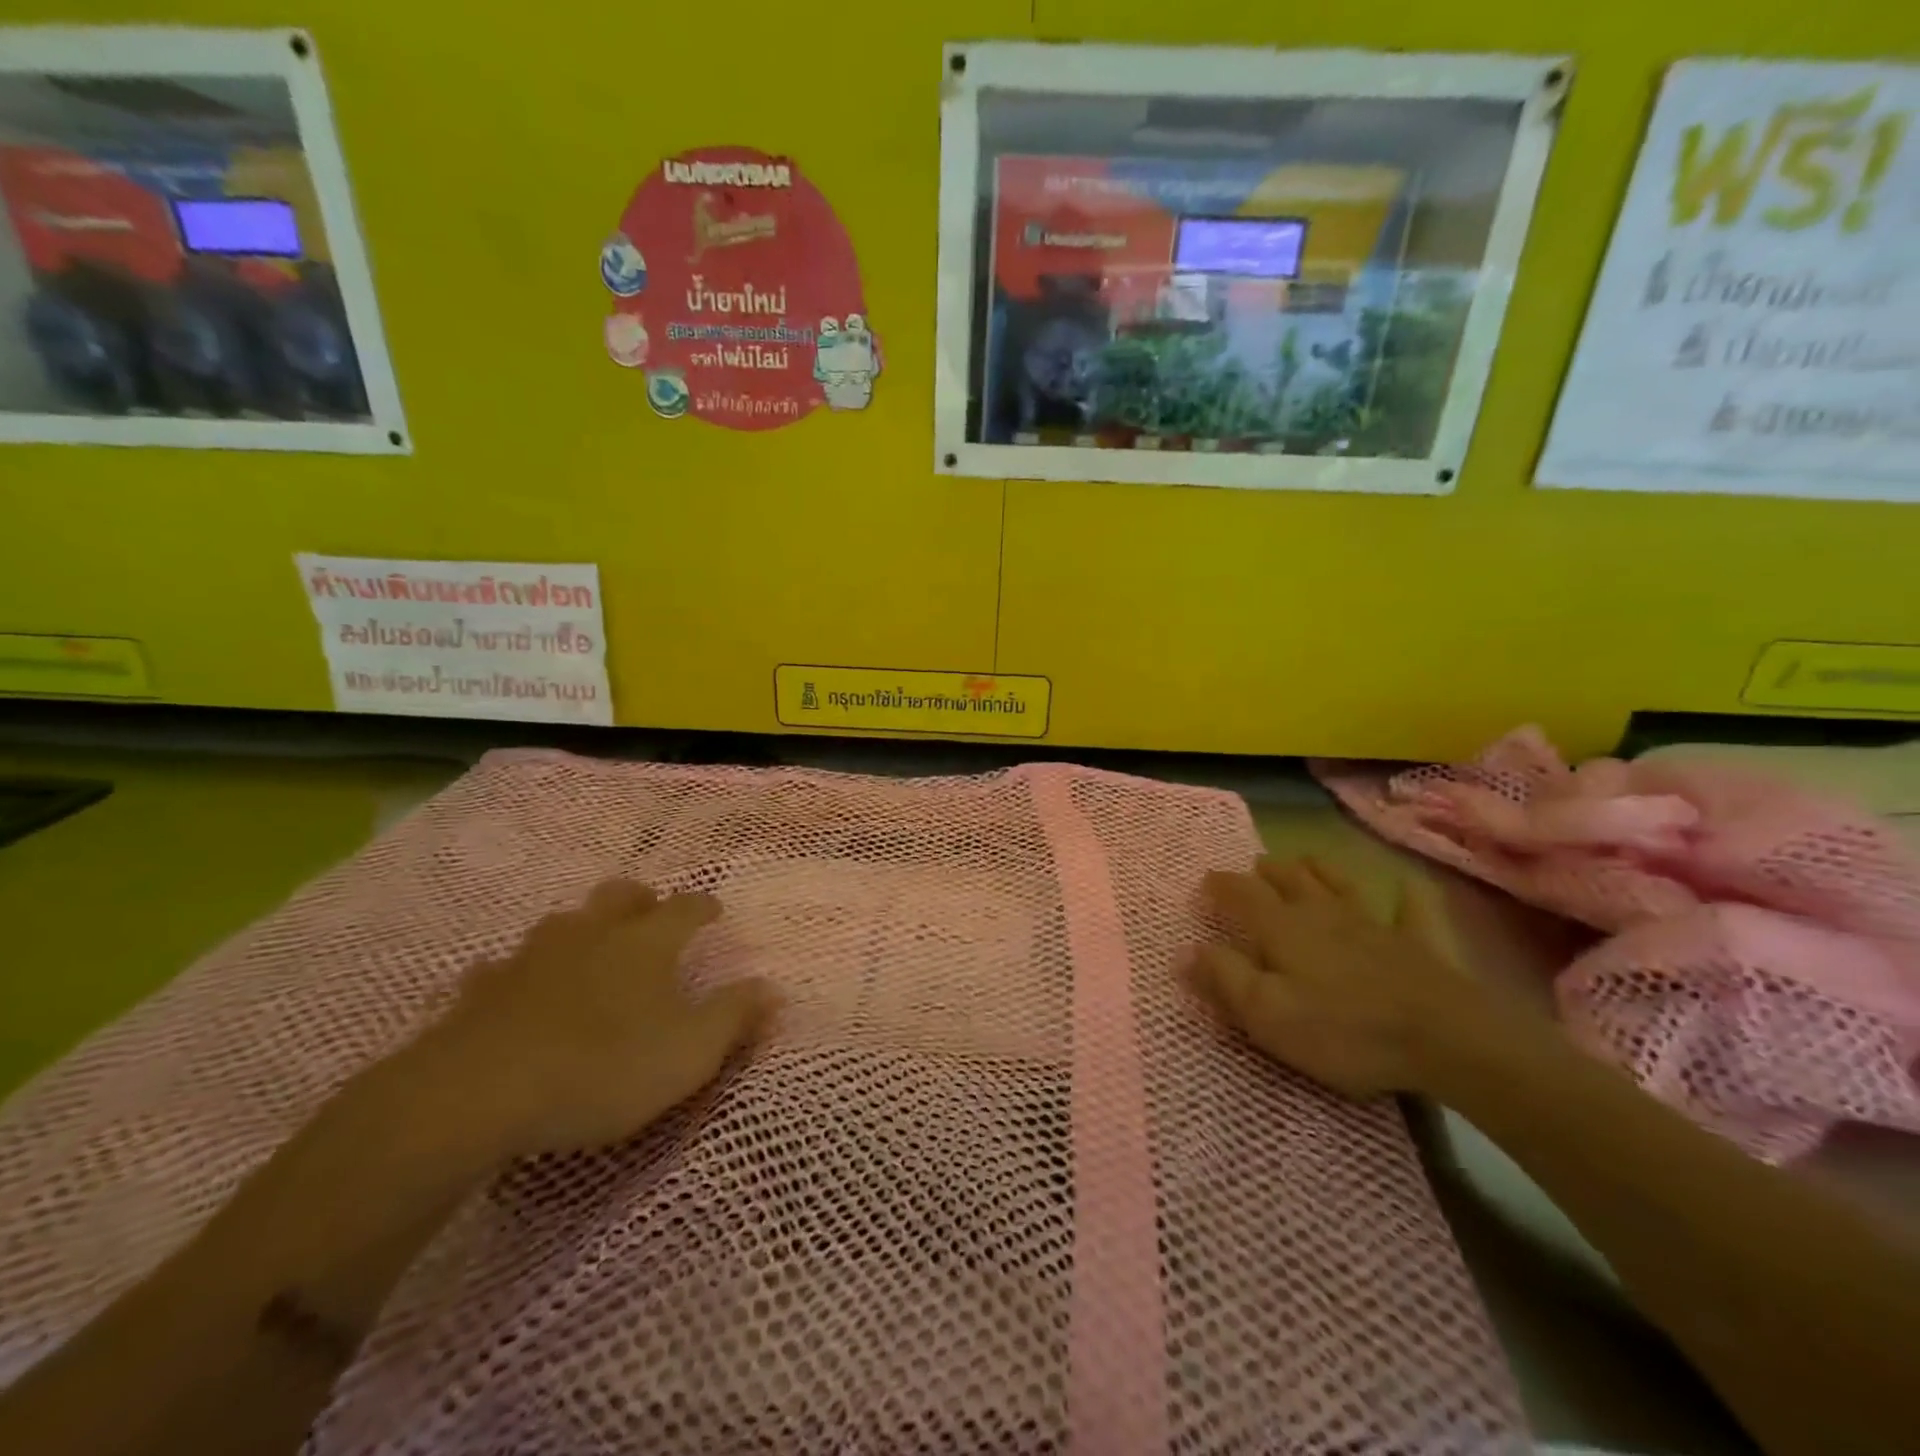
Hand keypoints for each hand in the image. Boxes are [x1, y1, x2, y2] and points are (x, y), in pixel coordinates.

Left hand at [403, 881, 776, 1157]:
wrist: (478, 1093)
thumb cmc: (603, 1067)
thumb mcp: (690, 1052)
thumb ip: (734, 1017)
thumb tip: (773, 987)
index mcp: (647, 943)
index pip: (686, 908)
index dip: (703, 907)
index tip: (714, 911)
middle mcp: (594, 934)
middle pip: (621, 896)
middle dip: (641, 899)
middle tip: (651, 914)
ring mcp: (534, 956)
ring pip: (564, 923)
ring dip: (582, 928)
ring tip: (590, 948)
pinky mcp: (483, 989)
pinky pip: (504, 968)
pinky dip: (519, 973)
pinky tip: (517, 989)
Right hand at [1187, 857, 1521, 1099]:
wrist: (1444, 1039)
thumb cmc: (1343, 1030)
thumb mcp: (1267, 1014)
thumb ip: (1224, 978)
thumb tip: (1186, 949)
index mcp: (1282, 928)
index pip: (1242, 895)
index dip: (1220, 886)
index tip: (1204, 882)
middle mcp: (1323, 913)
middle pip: (1290, 881)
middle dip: (1267, 871)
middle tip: (1254, 867)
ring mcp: (1375, 924)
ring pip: (1340, 884)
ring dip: (1319, 869)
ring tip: (1304, 859)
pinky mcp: (1419, 943)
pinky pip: (1411, 910)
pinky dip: (1404, 898)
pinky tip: (1404, 889)